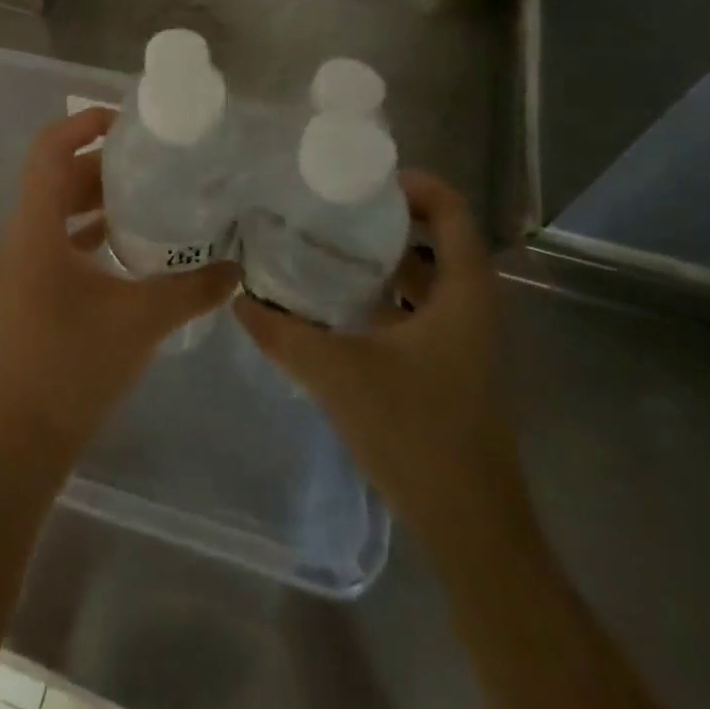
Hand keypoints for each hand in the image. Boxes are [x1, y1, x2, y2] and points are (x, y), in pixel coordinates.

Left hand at [0, 107, 238, 462]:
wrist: (27, 434)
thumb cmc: (76, 366)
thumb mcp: (143, 320)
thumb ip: (193, 288)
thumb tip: (237, 267)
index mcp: (36, 228)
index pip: (48, 149)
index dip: (82, 123)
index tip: (127, 123)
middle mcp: (21, 234)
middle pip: (56, 175)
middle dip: (101, 162)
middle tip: (152, 160)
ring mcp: (19, 261)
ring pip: (55, 207)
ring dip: (95, 196)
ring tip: (147, 194)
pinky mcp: (26, 285)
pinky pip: (55, 236)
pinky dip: (87, 228)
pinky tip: (127, 243)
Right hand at [235, 170, 529, 542]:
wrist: (472, 530)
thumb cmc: (416, 435)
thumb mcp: (338, 374)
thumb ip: (283, 333)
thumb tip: (237, 298)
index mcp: (463, 295)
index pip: (453, 213)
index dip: (416, 185)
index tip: (362, 179)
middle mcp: (471, 308)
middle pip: (439, 240)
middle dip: (387, 218)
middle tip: (331, 207)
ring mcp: (464, 341)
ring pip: (427, 278)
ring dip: (384, 258)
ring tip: (326, 245)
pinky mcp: (451, 368)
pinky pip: (419, 311)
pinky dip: (385, 295)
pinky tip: (337, 303)